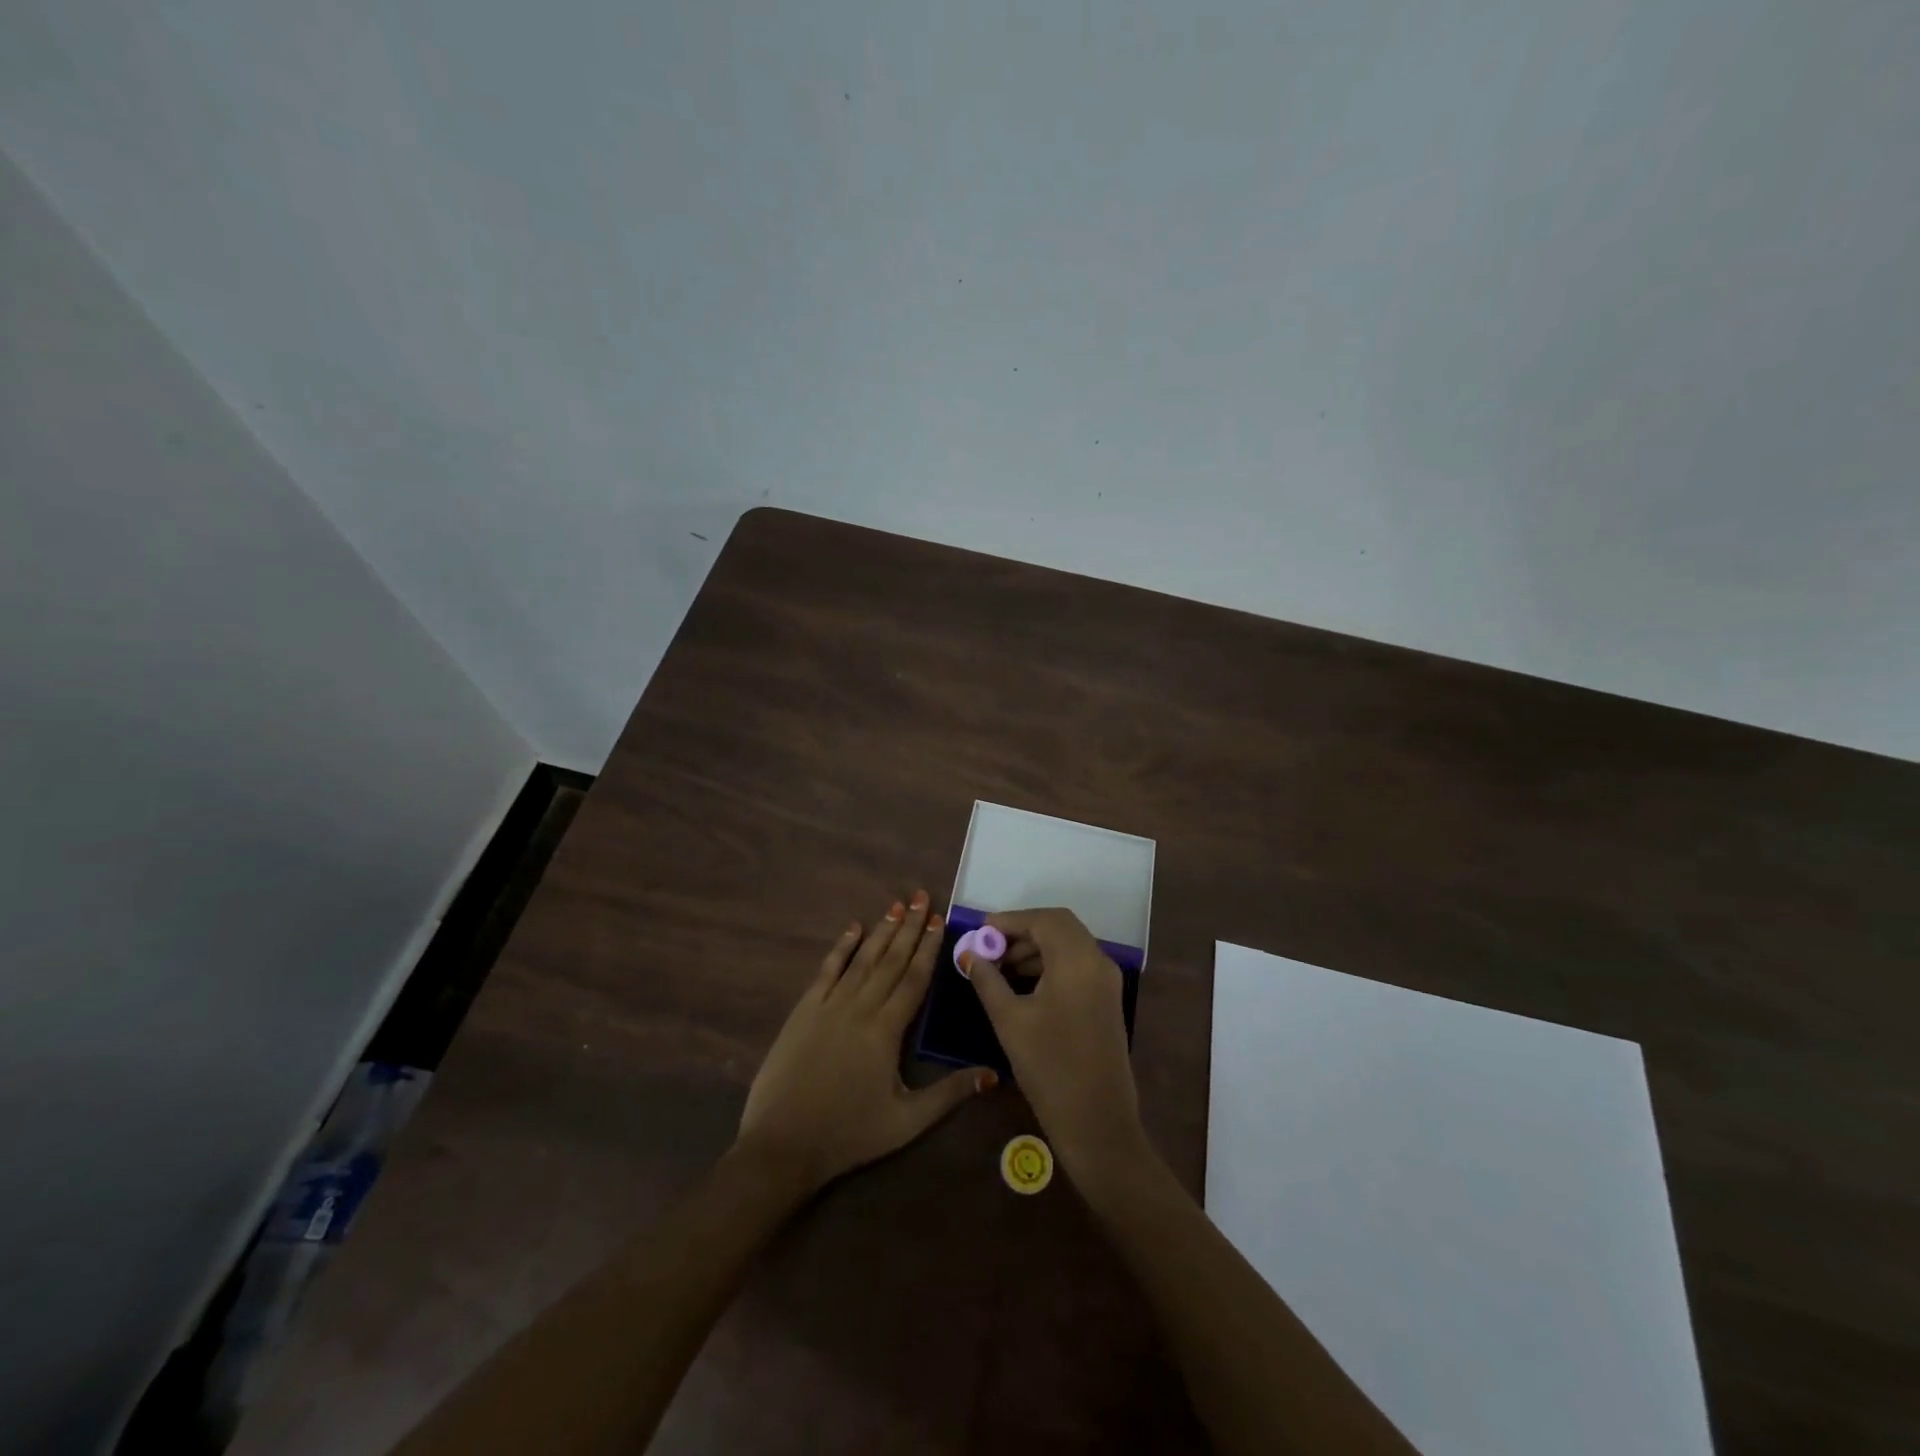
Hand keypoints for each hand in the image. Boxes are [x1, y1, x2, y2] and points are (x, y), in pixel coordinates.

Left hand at [738, 892, 994, 1193]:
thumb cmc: (849, 1134)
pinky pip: (827, 970)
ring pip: (862, 959)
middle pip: (890, 960)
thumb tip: (992, 1075)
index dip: (928, 948)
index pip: (914, 979)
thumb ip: (949, 1094)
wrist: (782, 1144)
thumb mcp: (907, 1121)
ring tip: (896, 905)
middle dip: (908, 927)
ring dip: (880, 930)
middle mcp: (860, 1007)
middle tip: (920, 896)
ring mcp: (829, 1005)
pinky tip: (852, 928)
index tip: (938, 920)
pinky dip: (841, 947)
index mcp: (887, 1030)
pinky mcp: (804, 1011)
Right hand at [966, 908, 1148, 1183]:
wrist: (1097, 1123)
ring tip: (999, 967)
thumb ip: (988, 980)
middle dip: (1022, 931)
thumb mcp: (1010, 1020)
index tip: (979, 931)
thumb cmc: (1050, 1068)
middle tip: (989, 946)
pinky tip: (1023, 984)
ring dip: (1035, 948)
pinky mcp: (1106, 1000)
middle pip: (1059, 926)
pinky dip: (1050, 963)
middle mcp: (1098, 962)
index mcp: (1077, 960)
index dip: (1010, 920)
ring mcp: (1107, 981)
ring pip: (1069, 945)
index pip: (1043, 920)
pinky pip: (1076, 964)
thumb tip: (970, 954)